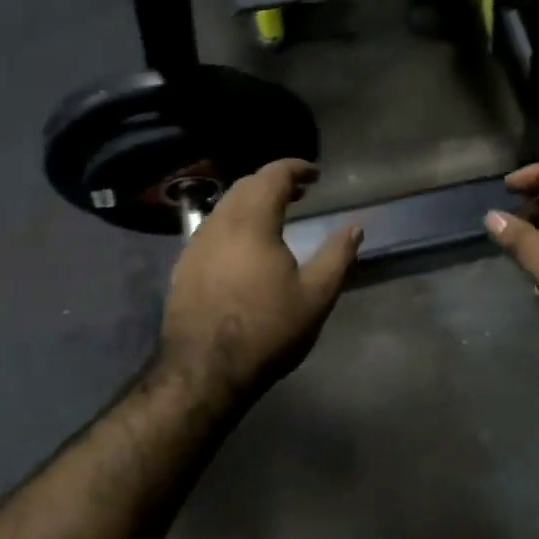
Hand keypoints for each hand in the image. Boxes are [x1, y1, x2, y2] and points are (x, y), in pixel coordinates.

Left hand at [160, 160, 361, 401]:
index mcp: (252, 222)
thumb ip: (338, 256)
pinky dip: (234, 222)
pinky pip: (212, 229)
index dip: (295, 168)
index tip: (315, 174)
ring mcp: (195, 245)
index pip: (272, 176)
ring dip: (252, 201)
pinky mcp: (183, 266)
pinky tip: (245, 246)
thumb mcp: (316, 296)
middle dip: (274, 182)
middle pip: (246, 186)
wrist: (205, 370)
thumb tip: (355, 228)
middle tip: (300, 192)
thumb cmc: (268, 330)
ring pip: (225, 207)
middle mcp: (219, 224)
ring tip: (276, 215)